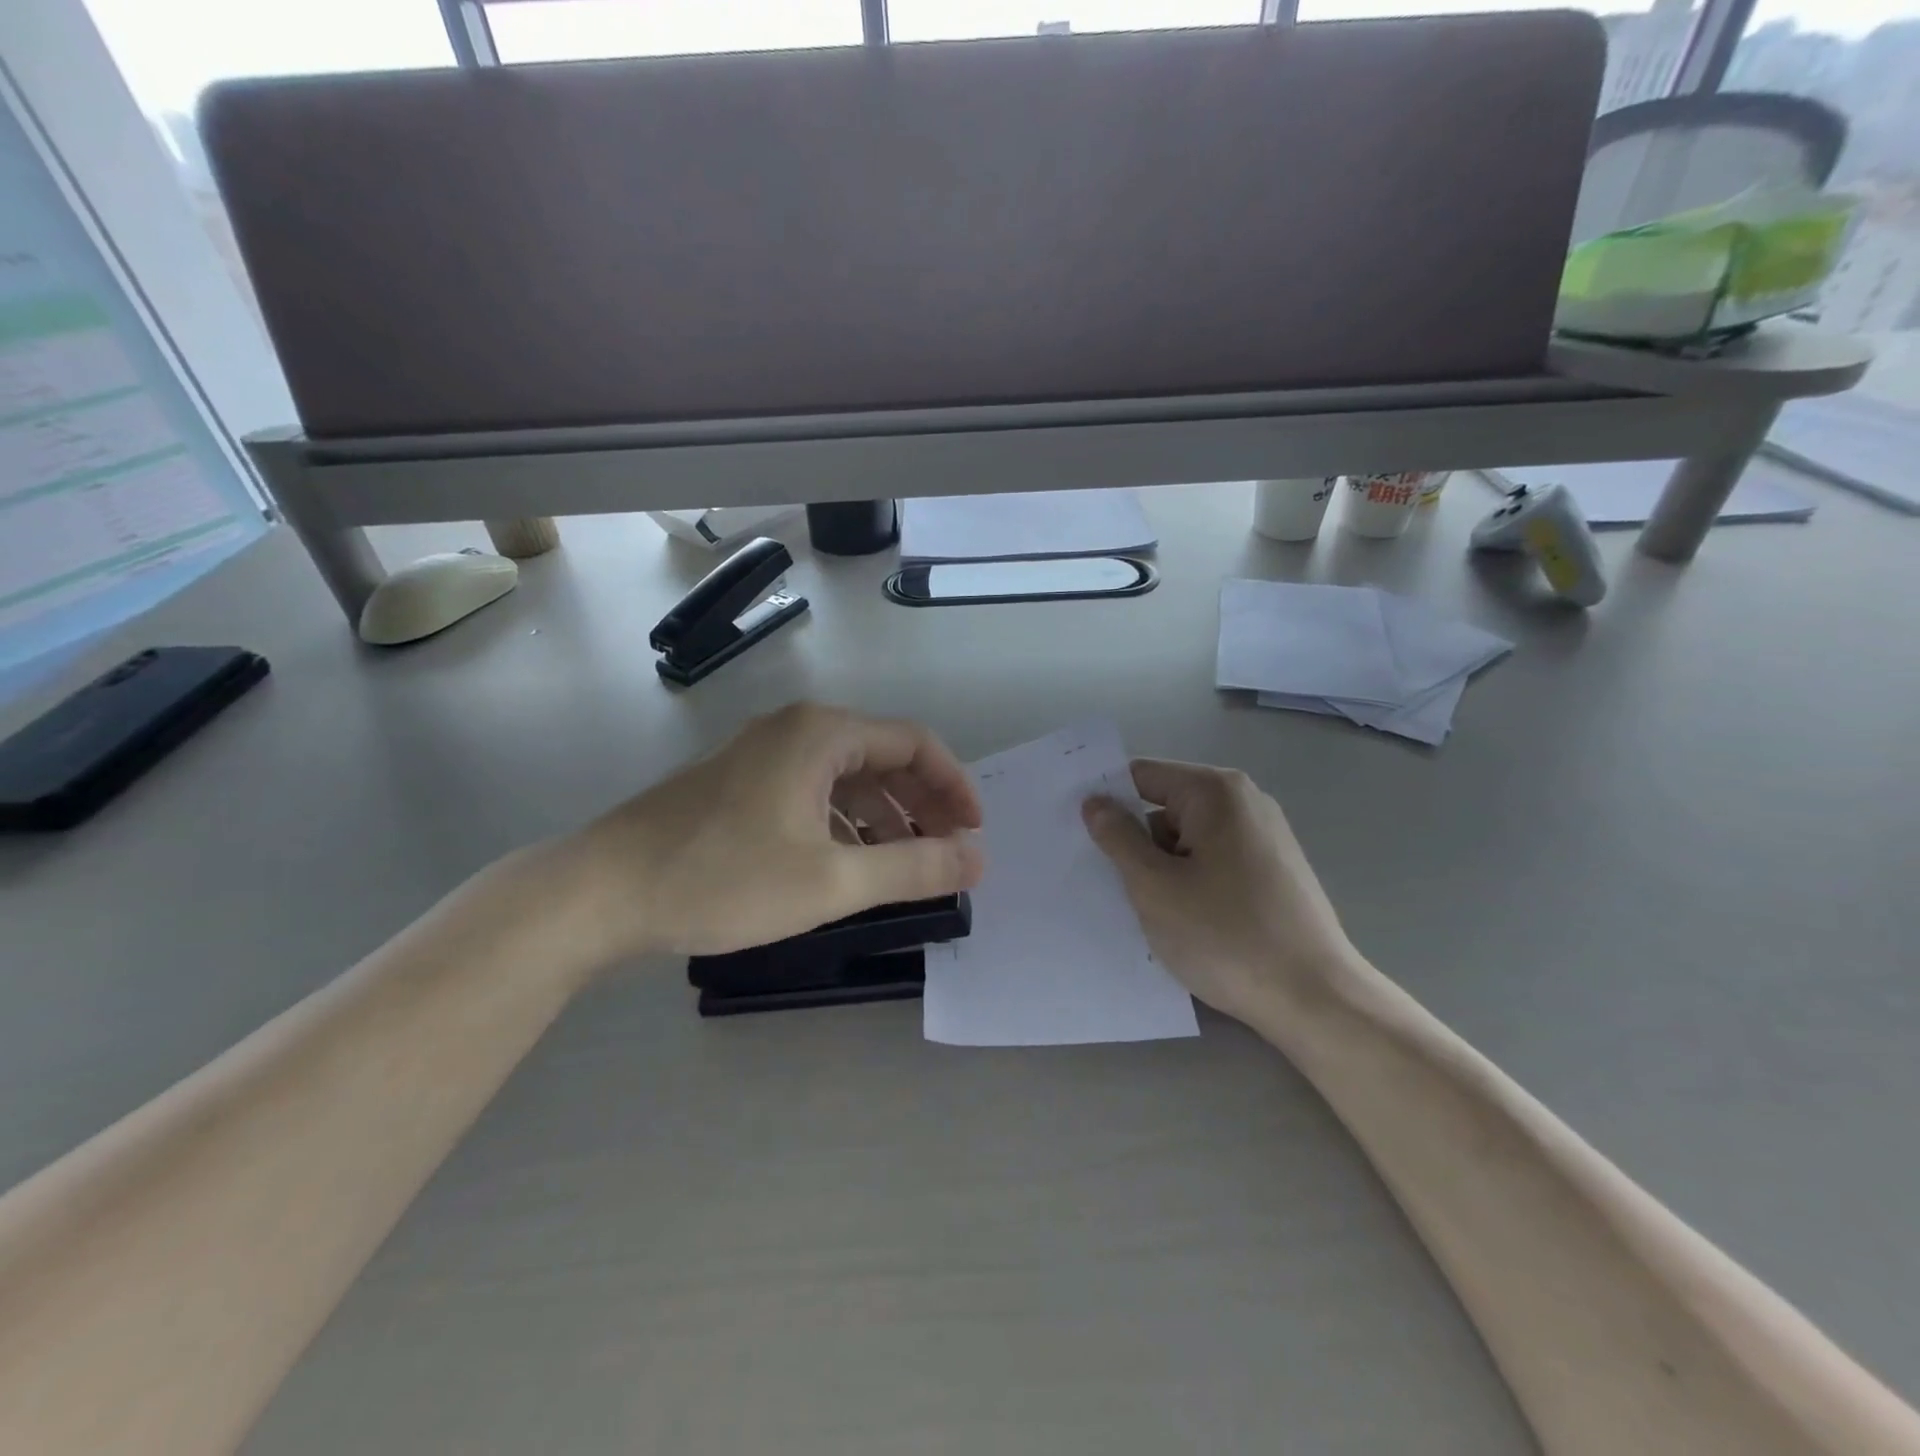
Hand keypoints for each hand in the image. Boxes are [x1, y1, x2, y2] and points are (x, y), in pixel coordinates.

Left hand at [558, 703, 983, 964]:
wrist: (603, 892)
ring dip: (885, 817)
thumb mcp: (832, 881)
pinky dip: (845, 823)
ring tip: (905, 865)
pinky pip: (814, 792)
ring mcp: (764, 754)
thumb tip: (977, 859)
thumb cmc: (724, 878)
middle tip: (948, 853)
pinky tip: (848, 863)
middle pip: (883, 757)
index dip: (954, 787)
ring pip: (847, 778)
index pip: (916, 744)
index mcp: (823, 734)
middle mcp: (797, 730)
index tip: (974, 834)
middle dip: (922, 804)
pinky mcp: (742, 783)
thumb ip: (912, 868)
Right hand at [1081, 760, 1356, 1023]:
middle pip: (1166, 807)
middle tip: (1113, 884)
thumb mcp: (1154, 886)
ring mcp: (1265, 837)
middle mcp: (1245, 802)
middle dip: (1137, 842)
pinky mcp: (1275, 871)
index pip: (1142, 775)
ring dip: (1163, 869)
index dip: (1106, 801)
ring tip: (1152, 912)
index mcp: (1216, 792)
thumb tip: (1095, 802)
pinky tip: (1188, 923)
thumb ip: (1118, 837)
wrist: (1316, 1000)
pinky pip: (1214, 862)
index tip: (1075, 833)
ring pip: (1188, 840)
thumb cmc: (1226, 936)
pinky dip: (1192, 883)